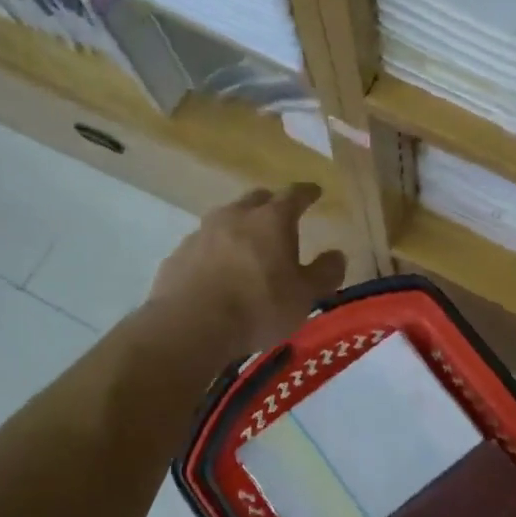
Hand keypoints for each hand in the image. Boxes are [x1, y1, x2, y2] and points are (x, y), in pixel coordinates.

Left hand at [150, 183, 347, 353]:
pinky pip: (203, 245)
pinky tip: (218, 271)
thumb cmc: (258, 307)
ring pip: (226, 220)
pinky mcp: (178, 255)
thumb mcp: (304, 296)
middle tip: (280, 215)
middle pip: (256, 199)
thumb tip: (337, 255)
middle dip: (271, 204)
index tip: (315, 191)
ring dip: (240, 227)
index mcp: (271, 220)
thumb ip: (324, 273)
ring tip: (248, 246)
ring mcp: (202, 233)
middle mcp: (235, 216)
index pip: (294, 195)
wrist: (191, 325)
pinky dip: (215, 251)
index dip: (306, 193)